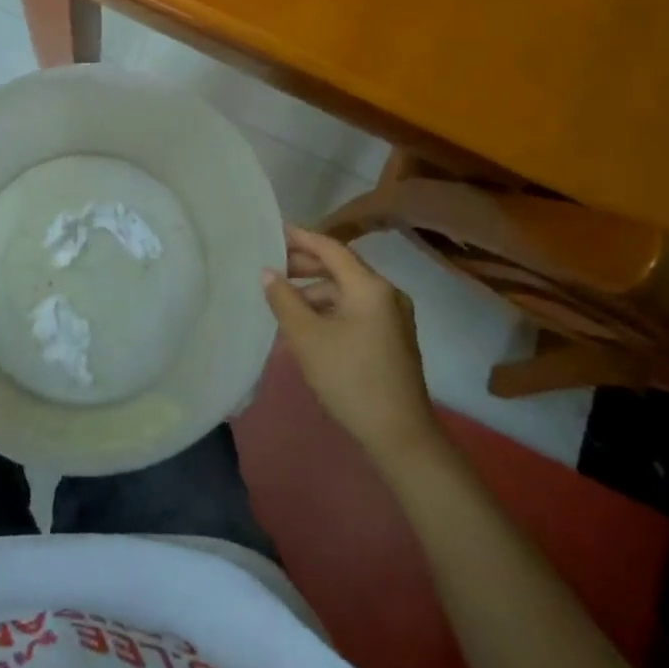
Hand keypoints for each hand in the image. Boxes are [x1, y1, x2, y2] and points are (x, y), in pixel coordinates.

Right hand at [262, 225, 443, 464]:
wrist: (401, 436)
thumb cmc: (350, 379)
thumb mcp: (308, 338)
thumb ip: (284, 300)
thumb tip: (268, 272)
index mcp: (370, 287)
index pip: (331, 248)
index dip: (300, 238)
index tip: (274, 231)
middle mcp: (386, 294)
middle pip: (340, 268)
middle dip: (305, 266)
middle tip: (271, 266)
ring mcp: (393, 317)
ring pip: (346, 292)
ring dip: (314, 292)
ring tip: (282, 302)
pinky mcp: (392, 338)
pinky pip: (354, 310)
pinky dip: (329, 310)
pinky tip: (306, 326)